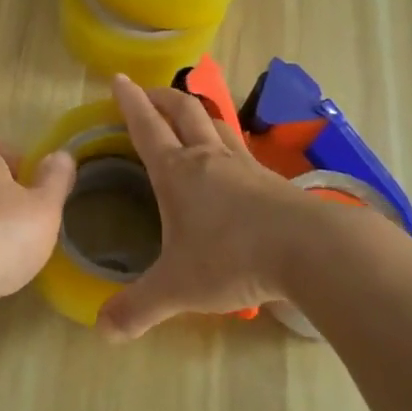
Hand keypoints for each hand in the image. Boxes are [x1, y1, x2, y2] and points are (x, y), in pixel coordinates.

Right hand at [98, 75, 317, 339]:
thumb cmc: (232, 259)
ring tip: (186, 115)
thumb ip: (138, 308)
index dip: (129, 102)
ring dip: (196, 112)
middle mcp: (208, 157)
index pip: (146, 127)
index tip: (118, 79)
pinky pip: (240, 147)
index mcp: (176, 172)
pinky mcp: (271, 179)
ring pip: (215, 122)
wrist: (309, 250)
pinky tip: (229, 158)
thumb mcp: (177, 288)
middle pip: (183, 110)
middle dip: (161, 97)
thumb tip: (102, 331)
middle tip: (147, 93)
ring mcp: (243, 164)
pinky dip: (225, 140)